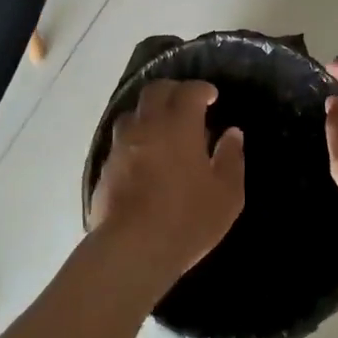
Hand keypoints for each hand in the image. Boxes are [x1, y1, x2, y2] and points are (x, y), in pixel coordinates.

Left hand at [89, 80, 244, 282]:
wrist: (131, 249)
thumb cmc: (187, 219)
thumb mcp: (226, 194)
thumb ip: (231, 158)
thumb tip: (232, 133)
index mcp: (179, 125)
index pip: (189, 91)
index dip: (201, 89)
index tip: (211, 96)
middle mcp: (147, 125)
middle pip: (155, 91)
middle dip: (172, 90)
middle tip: (186, 103)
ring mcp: (121, 145)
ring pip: (132, 112)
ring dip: (148, 112)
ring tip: (161, 128)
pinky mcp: (106, 167)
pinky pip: (120, 140)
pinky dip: (134, 139)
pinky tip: (142, 156)